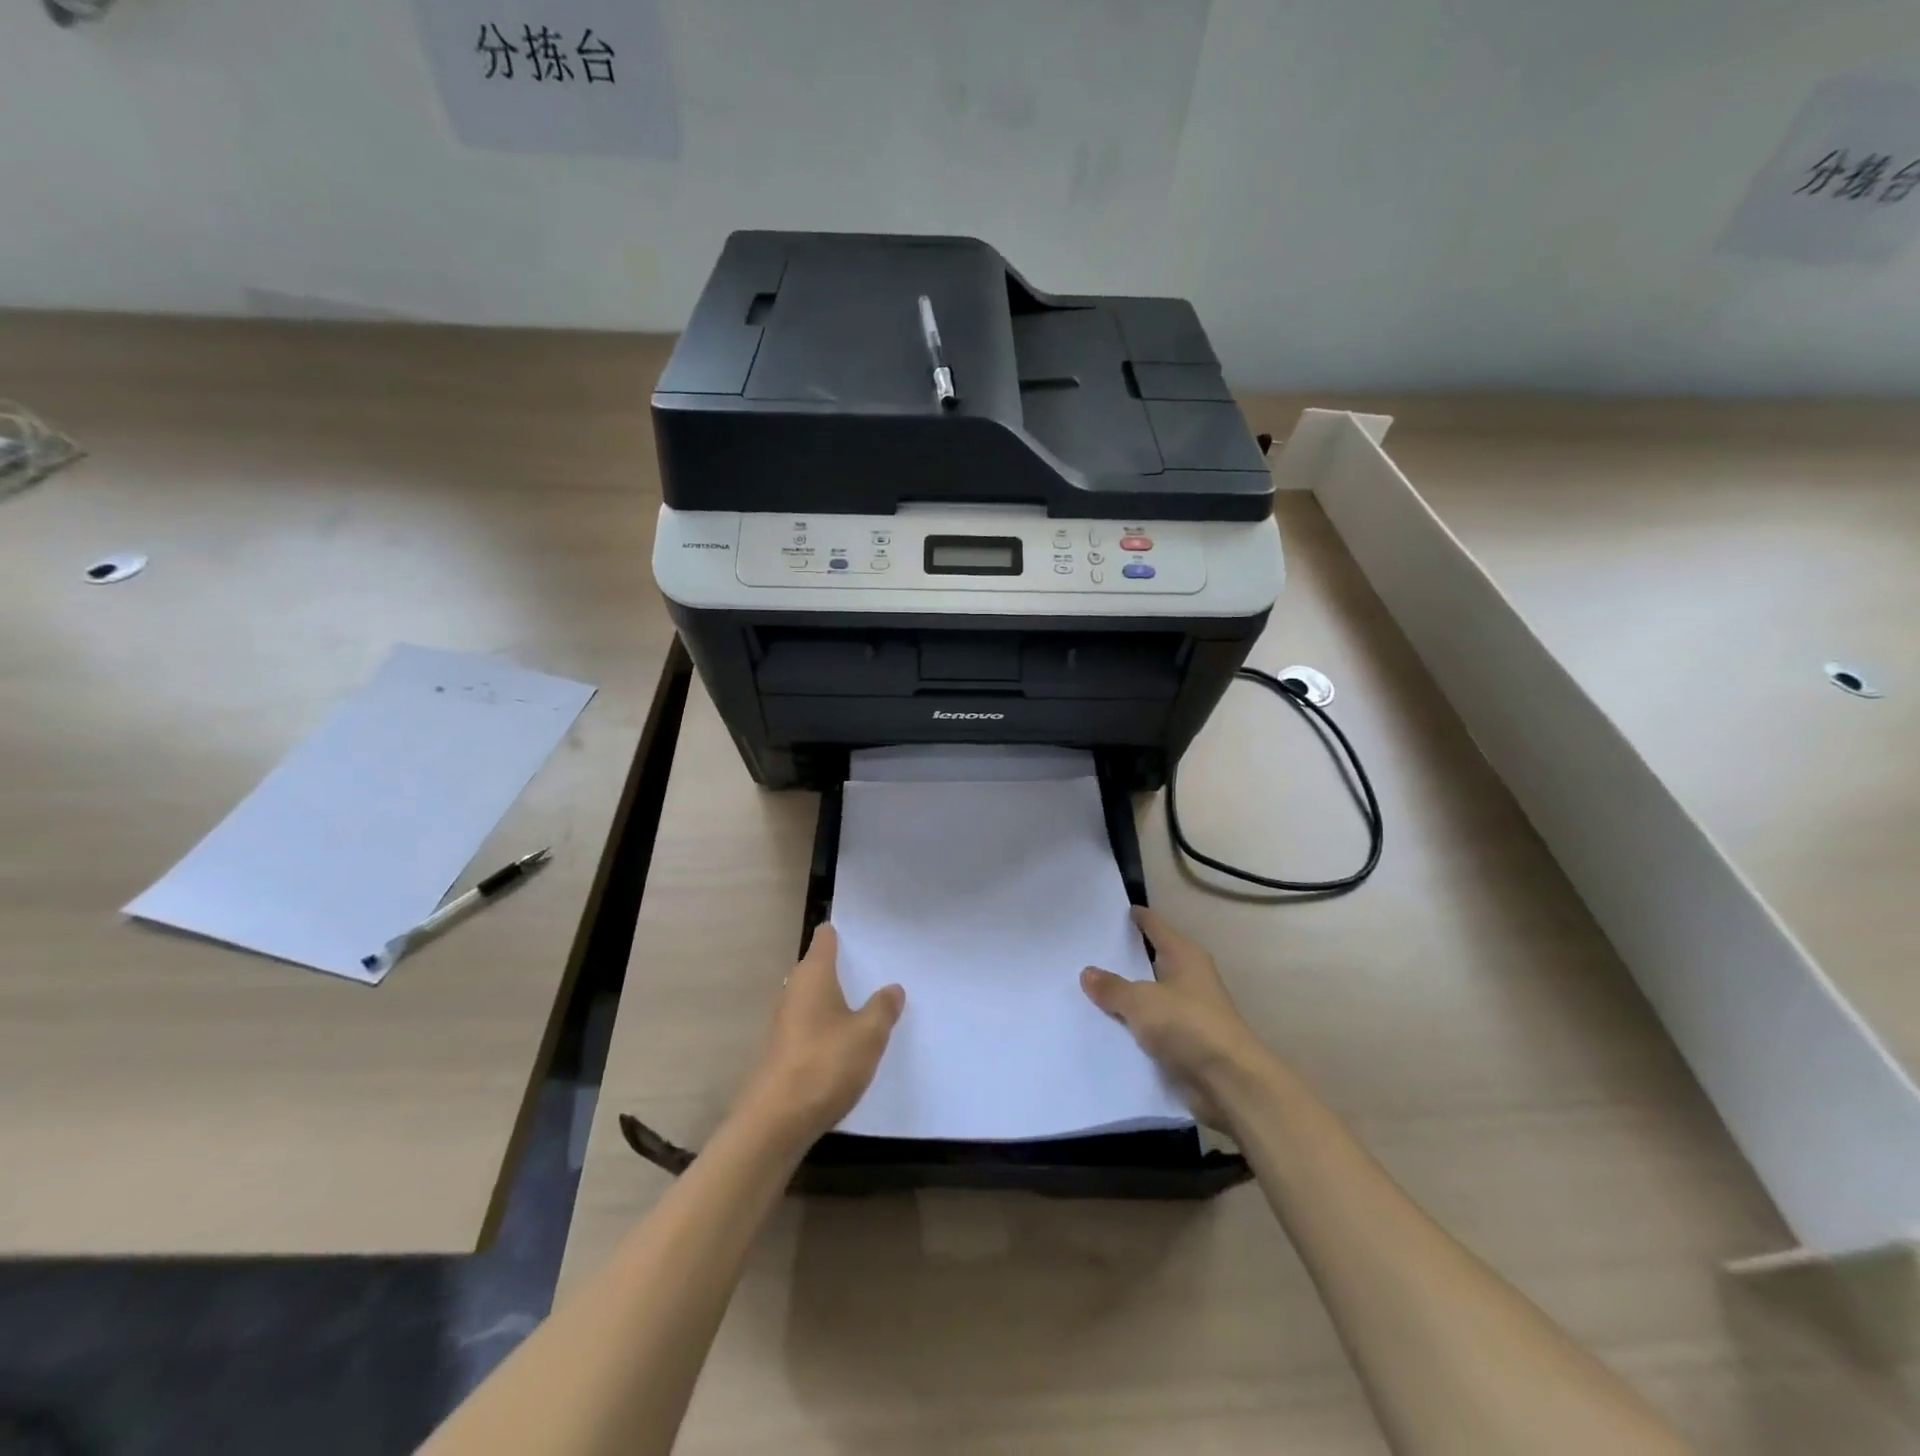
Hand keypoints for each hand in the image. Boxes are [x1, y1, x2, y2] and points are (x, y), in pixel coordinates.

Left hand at [736, 925, 904, 1144]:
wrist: (776, 1121)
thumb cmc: (825, 1064)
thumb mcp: (868, 1034)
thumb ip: (883, 1007)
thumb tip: (892, 988)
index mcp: (813, 975)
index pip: (826, 938)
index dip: (844, 932)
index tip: (869, 932)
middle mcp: (795, 990)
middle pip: (821, 967)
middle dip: (847, 966)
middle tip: (881, 967)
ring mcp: (786, 1021)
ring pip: (817, 998)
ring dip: (840, 999)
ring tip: (873, 1002)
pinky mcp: (784, 1050)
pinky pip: (813, 1024)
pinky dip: (831, 1025)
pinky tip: (851, 1041)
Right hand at [1081, 906, 1266, 1127]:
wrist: (1229, 1083)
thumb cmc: (1188, 1026)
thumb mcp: (1141, 1002)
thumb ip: (1112, 987)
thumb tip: (1088, 972)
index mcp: (1184, 956)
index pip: (1155, 926)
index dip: (1137, 917)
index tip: (1114, 909)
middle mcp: (1189, 978)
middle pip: (1152, 960)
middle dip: (1125, 957)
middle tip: (1089, 950)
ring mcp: (1190, 1011)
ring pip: (1151, 995)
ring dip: (1128, 995)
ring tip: (1090, 989)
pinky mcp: (1187, 1042)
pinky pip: (1152, 1025)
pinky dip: (1134, 1025)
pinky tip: (1107, 1025)